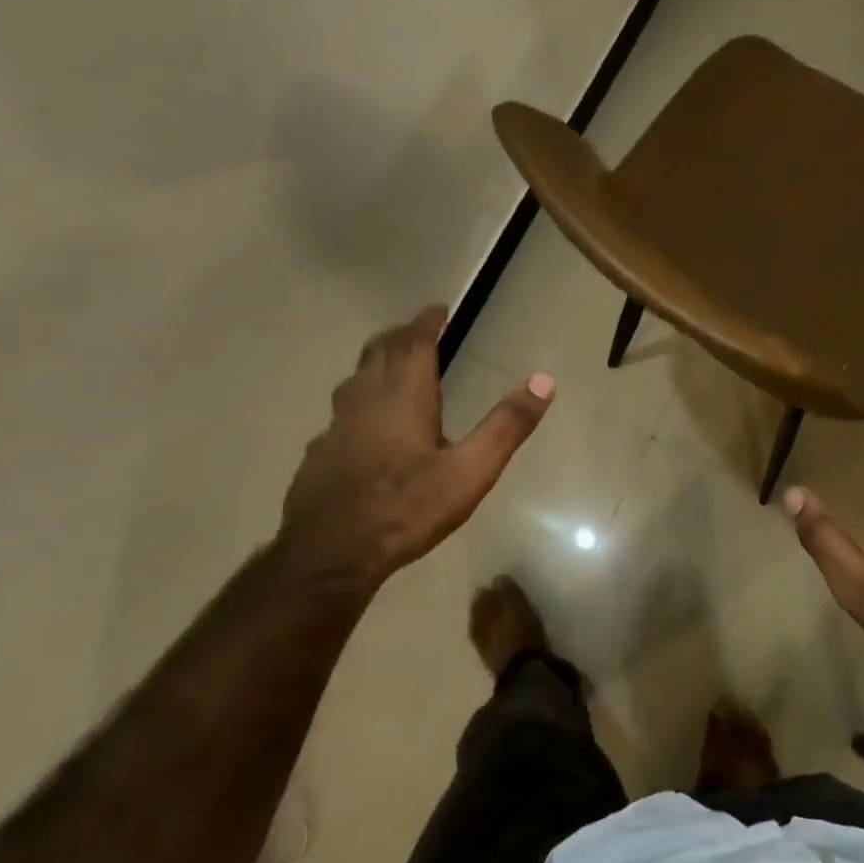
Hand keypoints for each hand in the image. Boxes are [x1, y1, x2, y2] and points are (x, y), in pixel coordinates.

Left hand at [277, 306, 553, 595]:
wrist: (330, 553)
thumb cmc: (406, 507)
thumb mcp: (470, 471)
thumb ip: (506, 426)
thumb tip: (544, 382)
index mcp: (402, 394)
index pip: (413, 342)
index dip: (426, 322)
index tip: (438, 309)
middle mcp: (364, 398)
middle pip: (379, 352)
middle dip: (401, 336)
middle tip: (419, 332)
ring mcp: (335, 425)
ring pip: (356, 379)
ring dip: (377, 365)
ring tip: (394, 369)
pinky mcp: (319, 452)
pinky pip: (342, 413)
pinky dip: (360, 402)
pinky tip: (366, 428)